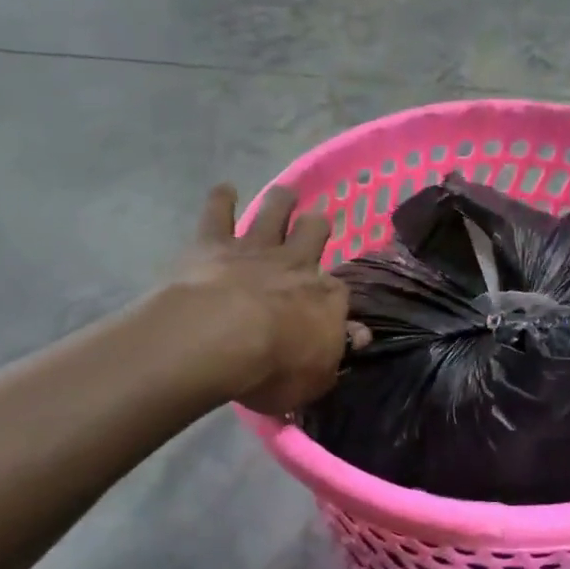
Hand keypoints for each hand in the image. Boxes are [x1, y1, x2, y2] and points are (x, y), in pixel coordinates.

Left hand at [173, 185, 369, 414]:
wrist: (219, 340)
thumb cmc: (273, 370)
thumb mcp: (316, 379)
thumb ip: (334, 357)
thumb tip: (356, 337)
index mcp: (327, 298)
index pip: (340, 293)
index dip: (337, 300)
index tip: (334, 308)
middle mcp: (296, 264)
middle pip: (314, 232)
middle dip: (317, 225)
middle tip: (316, 220)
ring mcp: (255, 250)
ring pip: (274, 212)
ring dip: (281, 201)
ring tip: (286, 193)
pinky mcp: (213, 244)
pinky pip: (219, 213)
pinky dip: (222, 199)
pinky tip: (225, 189)